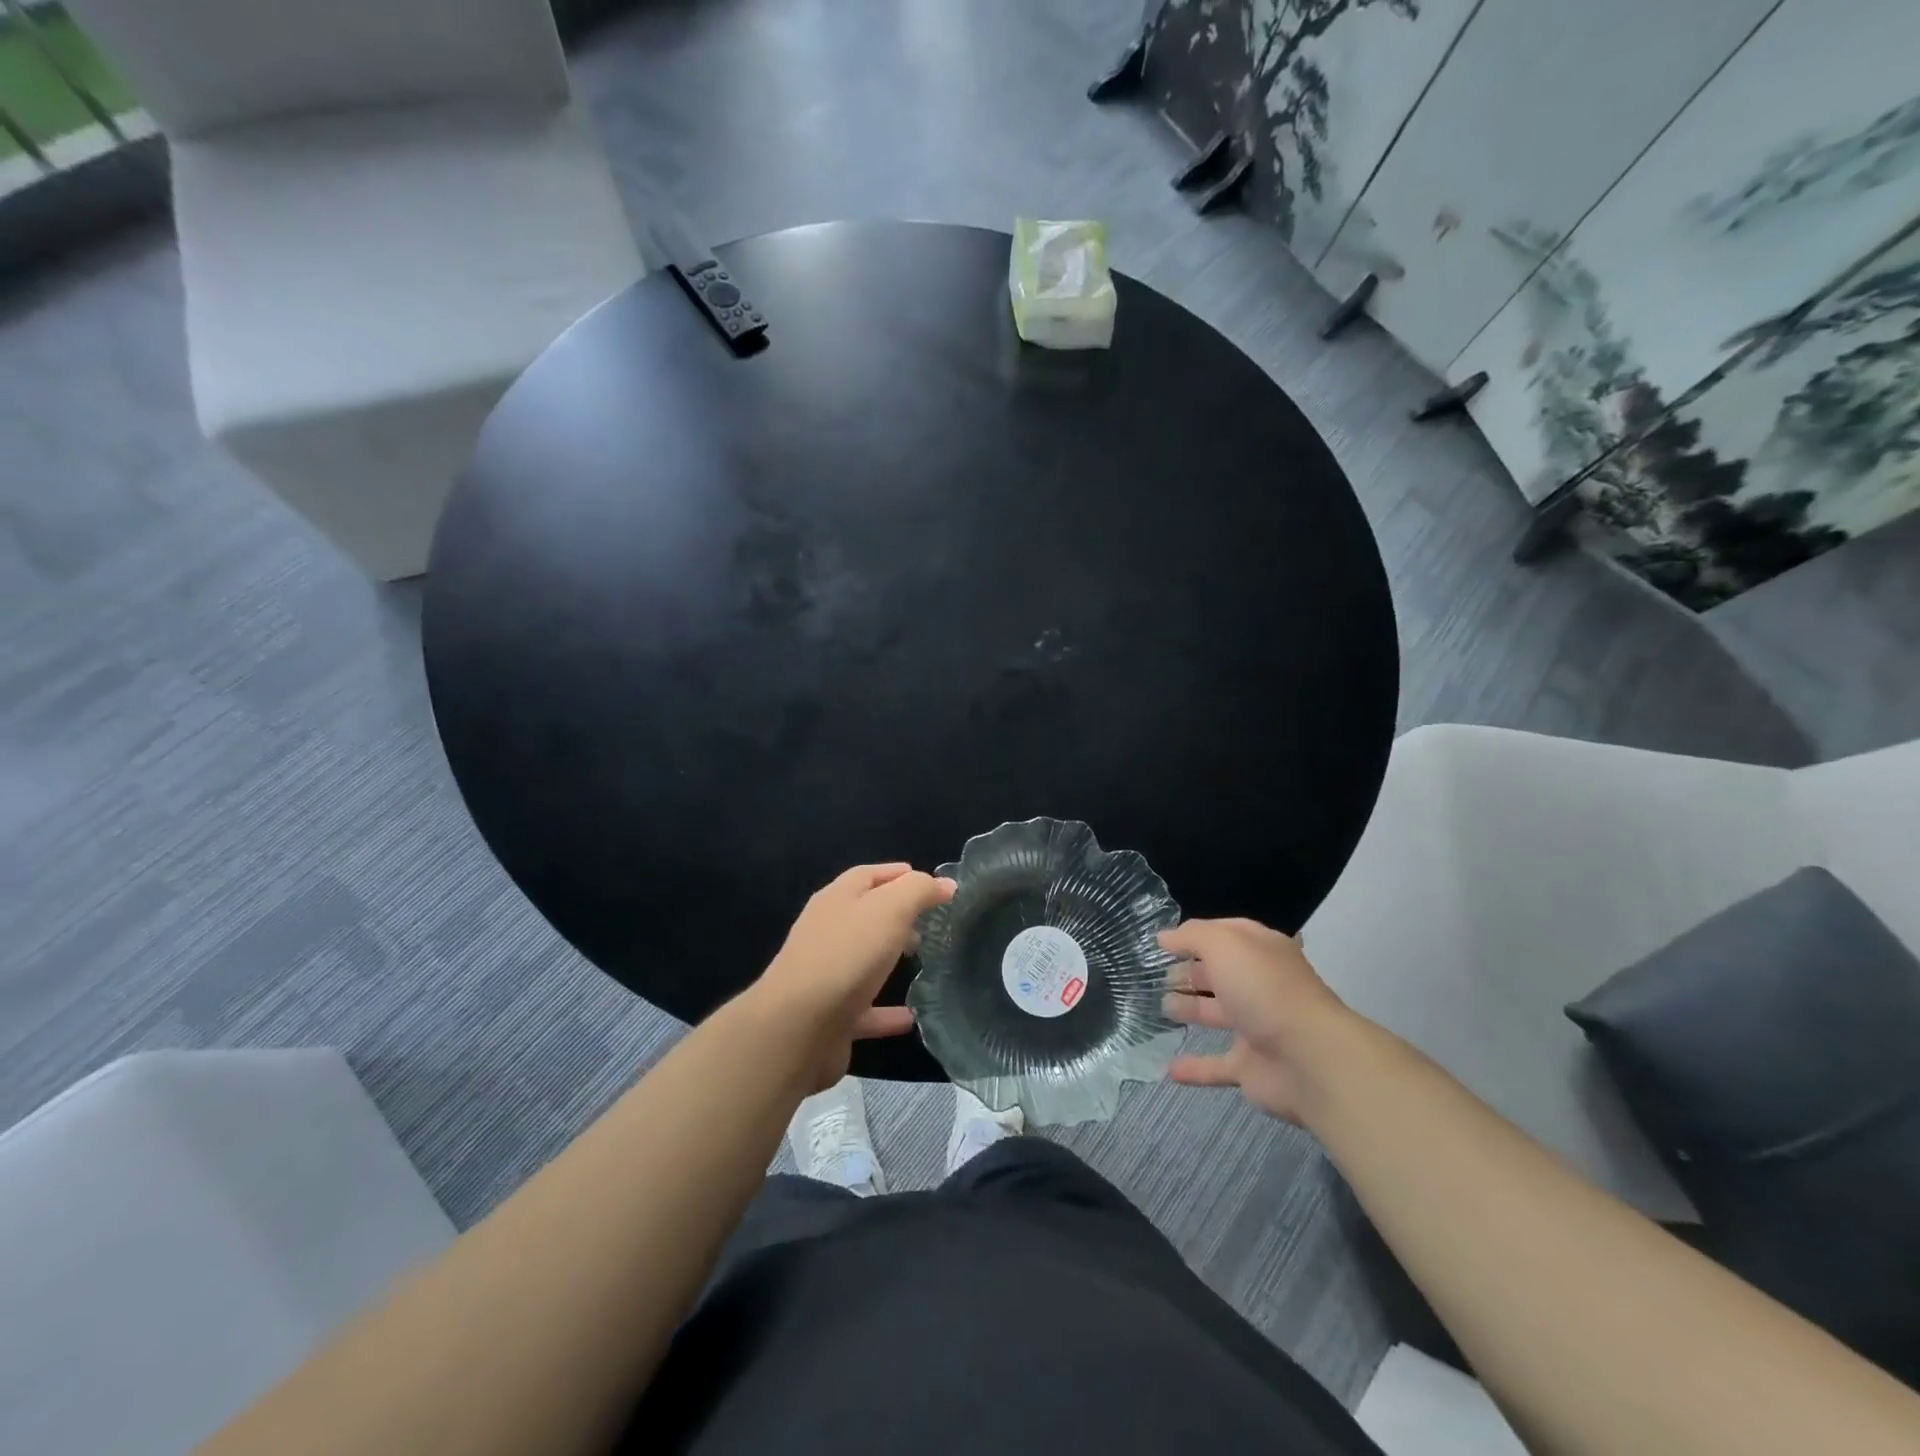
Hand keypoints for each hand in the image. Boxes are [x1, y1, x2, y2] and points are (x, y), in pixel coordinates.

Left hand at [755, 863, 955, 1088]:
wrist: (798, 1028)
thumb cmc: (846, 956)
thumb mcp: (890, 909)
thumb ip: (919, 891)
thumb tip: (945, 883)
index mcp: (837, 899)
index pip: (868, 875)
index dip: (898, 874)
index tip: (931, 882)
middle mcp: (827, 932)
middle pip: (865, 915)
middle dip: (897, 915)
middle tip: (930, 922)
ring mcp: (826, 975)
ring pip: (864, 960)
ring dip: (890, 958)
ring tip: (923, 959)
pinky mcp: (831, 1016)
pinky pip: (866, 1010)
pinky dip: (887, 1013)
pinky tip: (912, 1018)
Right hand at [1158, 917, 1357, 1125]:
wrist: (1310, 1059)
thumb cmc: (1264, 989)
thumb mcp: (1224, 945)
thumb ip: (1192, 936)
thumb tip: (1165, 937)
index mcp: (1261, 952)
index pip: (1226, 934)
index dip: (1196, 935)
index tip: (1163, 942)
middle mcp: (1259, 986)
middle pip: (1219, 975)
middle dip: (1189, 973)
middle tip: (1156, 976)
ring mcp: (1257, 1027)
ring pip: (1216, 1015)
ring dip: (1189, 1010)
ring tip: (1159, 1007)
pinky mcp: (1251, 1067)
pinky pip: (1216, 1065)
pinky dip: (1194, 1068)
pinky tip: (1167, 1068)